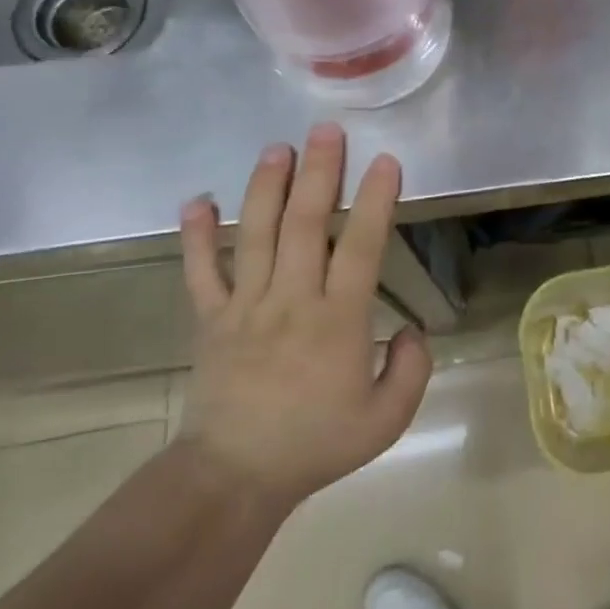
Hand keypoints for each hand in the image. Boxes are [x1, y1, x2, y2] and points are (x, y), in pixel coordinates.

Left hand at [177, 124, 431, 504]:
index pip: (359, 246)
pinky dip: (197, 235)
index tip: (385, 161)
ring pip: (254, 234)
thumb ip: (411, 369)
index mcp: (337, 320)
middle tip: (326, 130)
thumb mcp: (387, 419)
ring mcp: (245, 306)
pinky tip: (197, 199)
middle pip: (303, 224)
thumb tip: (412, 329)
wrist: (234, 478)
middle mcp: (290, 299)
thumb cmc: (316, 444)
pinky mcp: (211, 319)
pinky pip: (201, 271)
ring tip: (278, 148)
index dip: (374, 200)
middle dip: (319, 172)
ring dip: (266, 187)